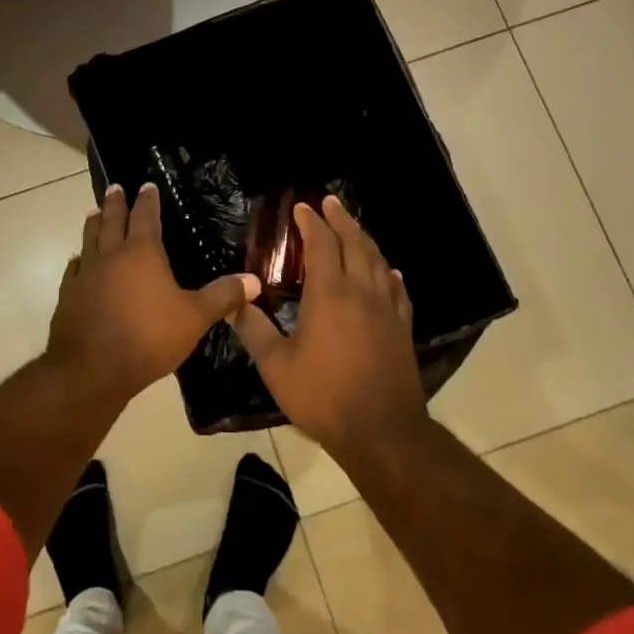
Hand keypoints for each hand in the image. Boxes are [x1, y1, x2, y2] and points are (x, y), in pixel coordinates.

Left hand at [46, 182, 260, 401]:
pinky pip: (74, 269)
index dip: (148, 200)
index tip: (147, 184)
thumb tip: (254, 280)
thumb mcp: (194, 317)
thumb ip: (223, 296)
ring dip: (93, 224)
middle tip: (115, 187)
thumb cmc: (148, 337)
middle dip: (115, 202)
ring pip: (88, 239)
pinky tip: (79, 263)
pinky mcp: (68, 296)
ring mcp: (85, 274)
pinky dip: (79, 260)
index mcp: (142, 252)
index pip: (146, 216)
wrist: (91, 369)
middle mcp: (110, 255)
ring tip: (94, 213)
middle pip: (112, 220)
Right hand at [228, 196, 425, 458]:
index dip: (311, 223)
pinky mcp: (402, 328)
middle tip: (330, 201)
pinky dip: (389, 274)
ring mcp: (387, 309)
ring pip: (378, 261)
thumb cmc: (323, 397)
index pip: (321, 245)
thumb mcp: (277, 367)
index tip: (301, 208)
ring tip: (354, 228)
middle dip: (341, 219)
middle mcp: (362, 292)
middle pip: (355, 243)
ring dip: (364, 239)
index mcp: (330, 294)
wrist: (382, 432)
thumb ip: (254, 330)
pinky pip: (397, 290)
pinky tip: (389, 272)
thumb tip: (232, 303)